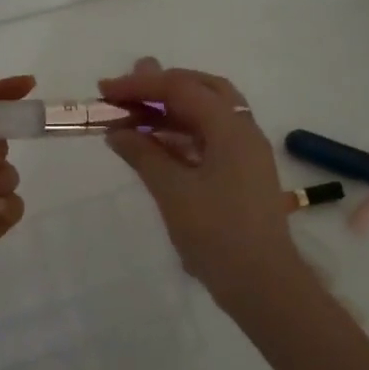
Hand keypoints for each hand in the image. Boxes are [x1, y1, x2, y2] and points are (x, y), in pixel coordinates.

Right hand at [100, 58, 302, 307]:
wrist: (262, 284)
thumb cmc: (217, 234)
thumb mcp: (173, 191)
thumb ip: (144, 154)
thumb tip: (117, 131)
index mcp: (231, 128)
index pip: (182, 88)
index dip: (141, 86)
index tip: (105, 90)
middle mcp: (244, 131)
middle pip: (203, 89)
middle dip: (163, 86)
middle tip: (128, 91)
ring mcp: (247, 153)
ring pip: (209, 113)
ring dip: (173, 108)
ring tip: (136, 113)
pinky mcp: (243, 174)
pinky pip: (211, 138)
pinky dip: (183, 132)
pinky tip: (158, 144)